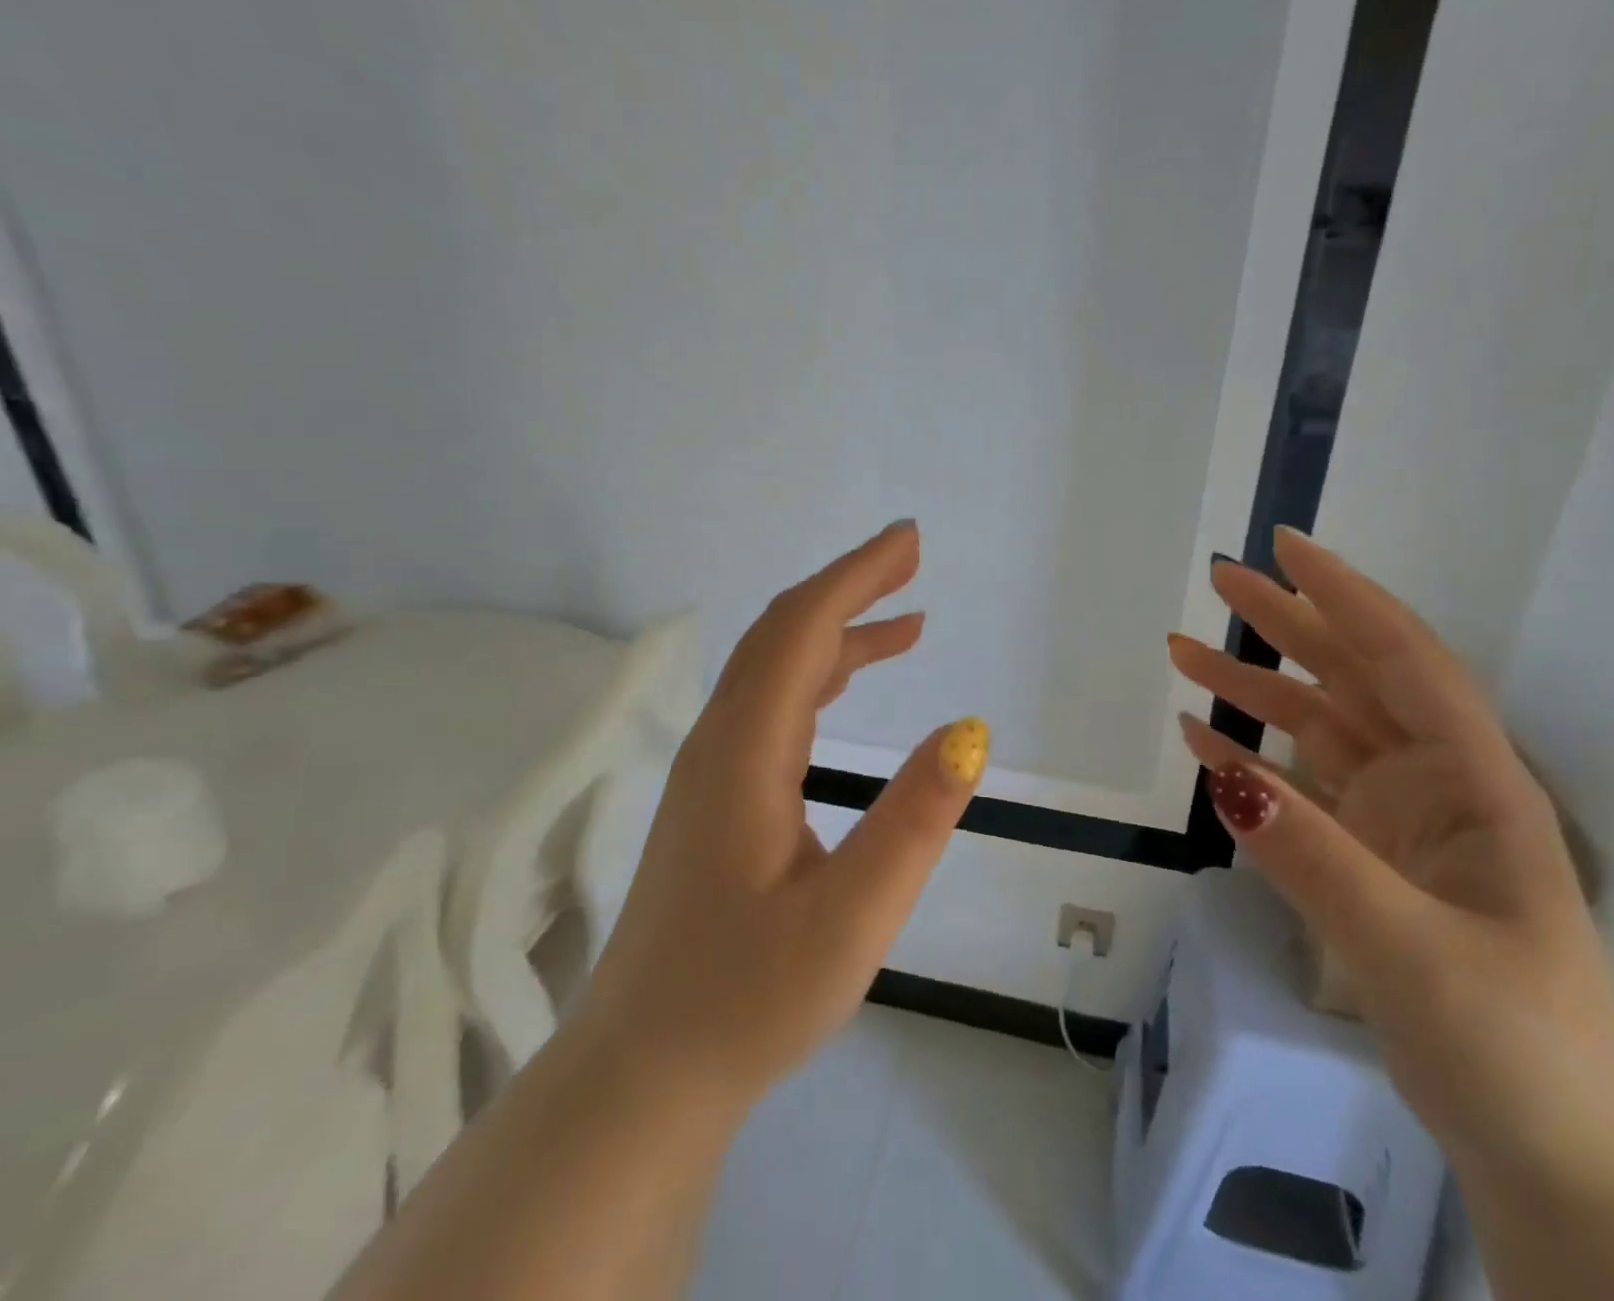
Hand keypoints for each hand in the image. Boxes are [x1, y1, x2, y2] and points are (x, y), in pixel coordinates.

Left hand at [585, 521, 988, 1113]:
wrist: (645, 1071)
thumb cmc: (746, 1000)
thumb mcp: (850, 920)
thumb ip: (912, 822)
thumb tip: (968, 732)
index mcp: (745, 752)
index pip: (802, 630)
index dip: (856, 577)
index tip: (909, 542)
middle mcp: (720, 742)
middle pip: (782, 633)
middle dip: (848, 586)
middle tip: (911, 558)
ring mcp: (712, 769)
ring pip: (775, 669)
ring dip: (838, 631)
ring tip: (907, 623)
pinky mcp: (716, 796)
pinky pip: (772, 706)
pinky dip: (819, 675)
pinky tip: (849, 686)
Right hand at [1168, 529, 1613, 1182]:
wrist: (1557, 1160)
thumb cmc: (1516, 1046)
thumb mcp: (1412, 948)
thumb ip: (1314, 856)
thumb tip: (1220, 773)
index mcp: (1474, 783)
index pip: (1404, 660)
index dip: (1346, 597)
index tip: (1286, 548)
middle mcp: (1434, 785)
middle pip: (1353, 678)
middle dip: (1288, 623)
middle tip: (1219, 579)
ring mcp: (1396, 822)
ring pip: (1316, 729)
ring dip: (1252, 690)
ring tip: (1181, 651)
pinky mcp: (1364, 860)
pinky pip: (1297, 790)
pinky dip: (1249, 761)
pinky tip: (1201, 741)